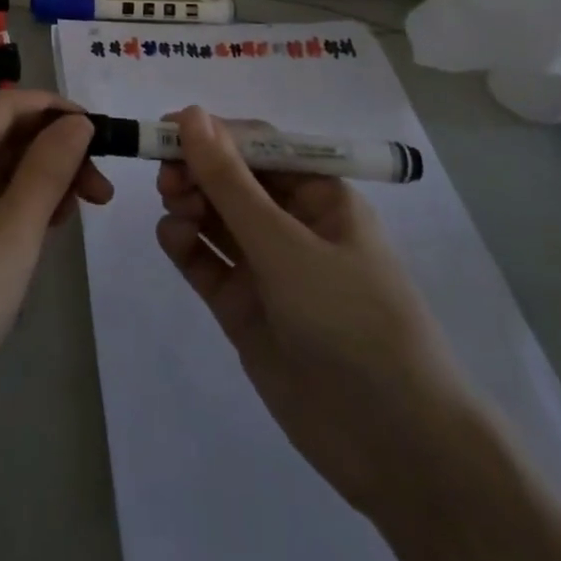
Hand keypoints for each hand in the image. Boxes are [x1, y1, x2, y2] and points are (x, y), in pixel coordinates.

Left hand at [0, 89, 113, 428]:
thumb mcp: (11, 241)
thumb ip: (47, 173)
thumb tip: (78, 122)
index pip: (7, 103)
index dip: (57, 111)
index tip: (104, 136)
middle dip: (51, 150)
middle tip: (100, 192)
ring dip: (34, 178)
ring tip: (75, 213)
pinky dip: (8, 201)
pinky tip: (39, 226)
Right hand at [155, 107, 482, 516]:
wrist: (394, 447)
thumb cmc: (350, 321)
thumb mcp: (286, 245)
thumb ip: (230, 182)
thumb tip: (192, 113)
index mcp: (319, 195)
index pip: (258, 145)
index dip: (212, 133)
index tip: (166, 130)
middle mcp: (291, 223)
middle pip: (230, 178)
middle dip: (196, 170)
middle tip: (167, 178)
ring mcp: (266, 266)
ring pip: (213, 215)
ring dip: (188, 202)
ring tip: (175, 208)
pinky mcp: (243, 305)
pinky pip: (206, 259)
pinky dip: (184, 243)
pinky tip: (174, 238)